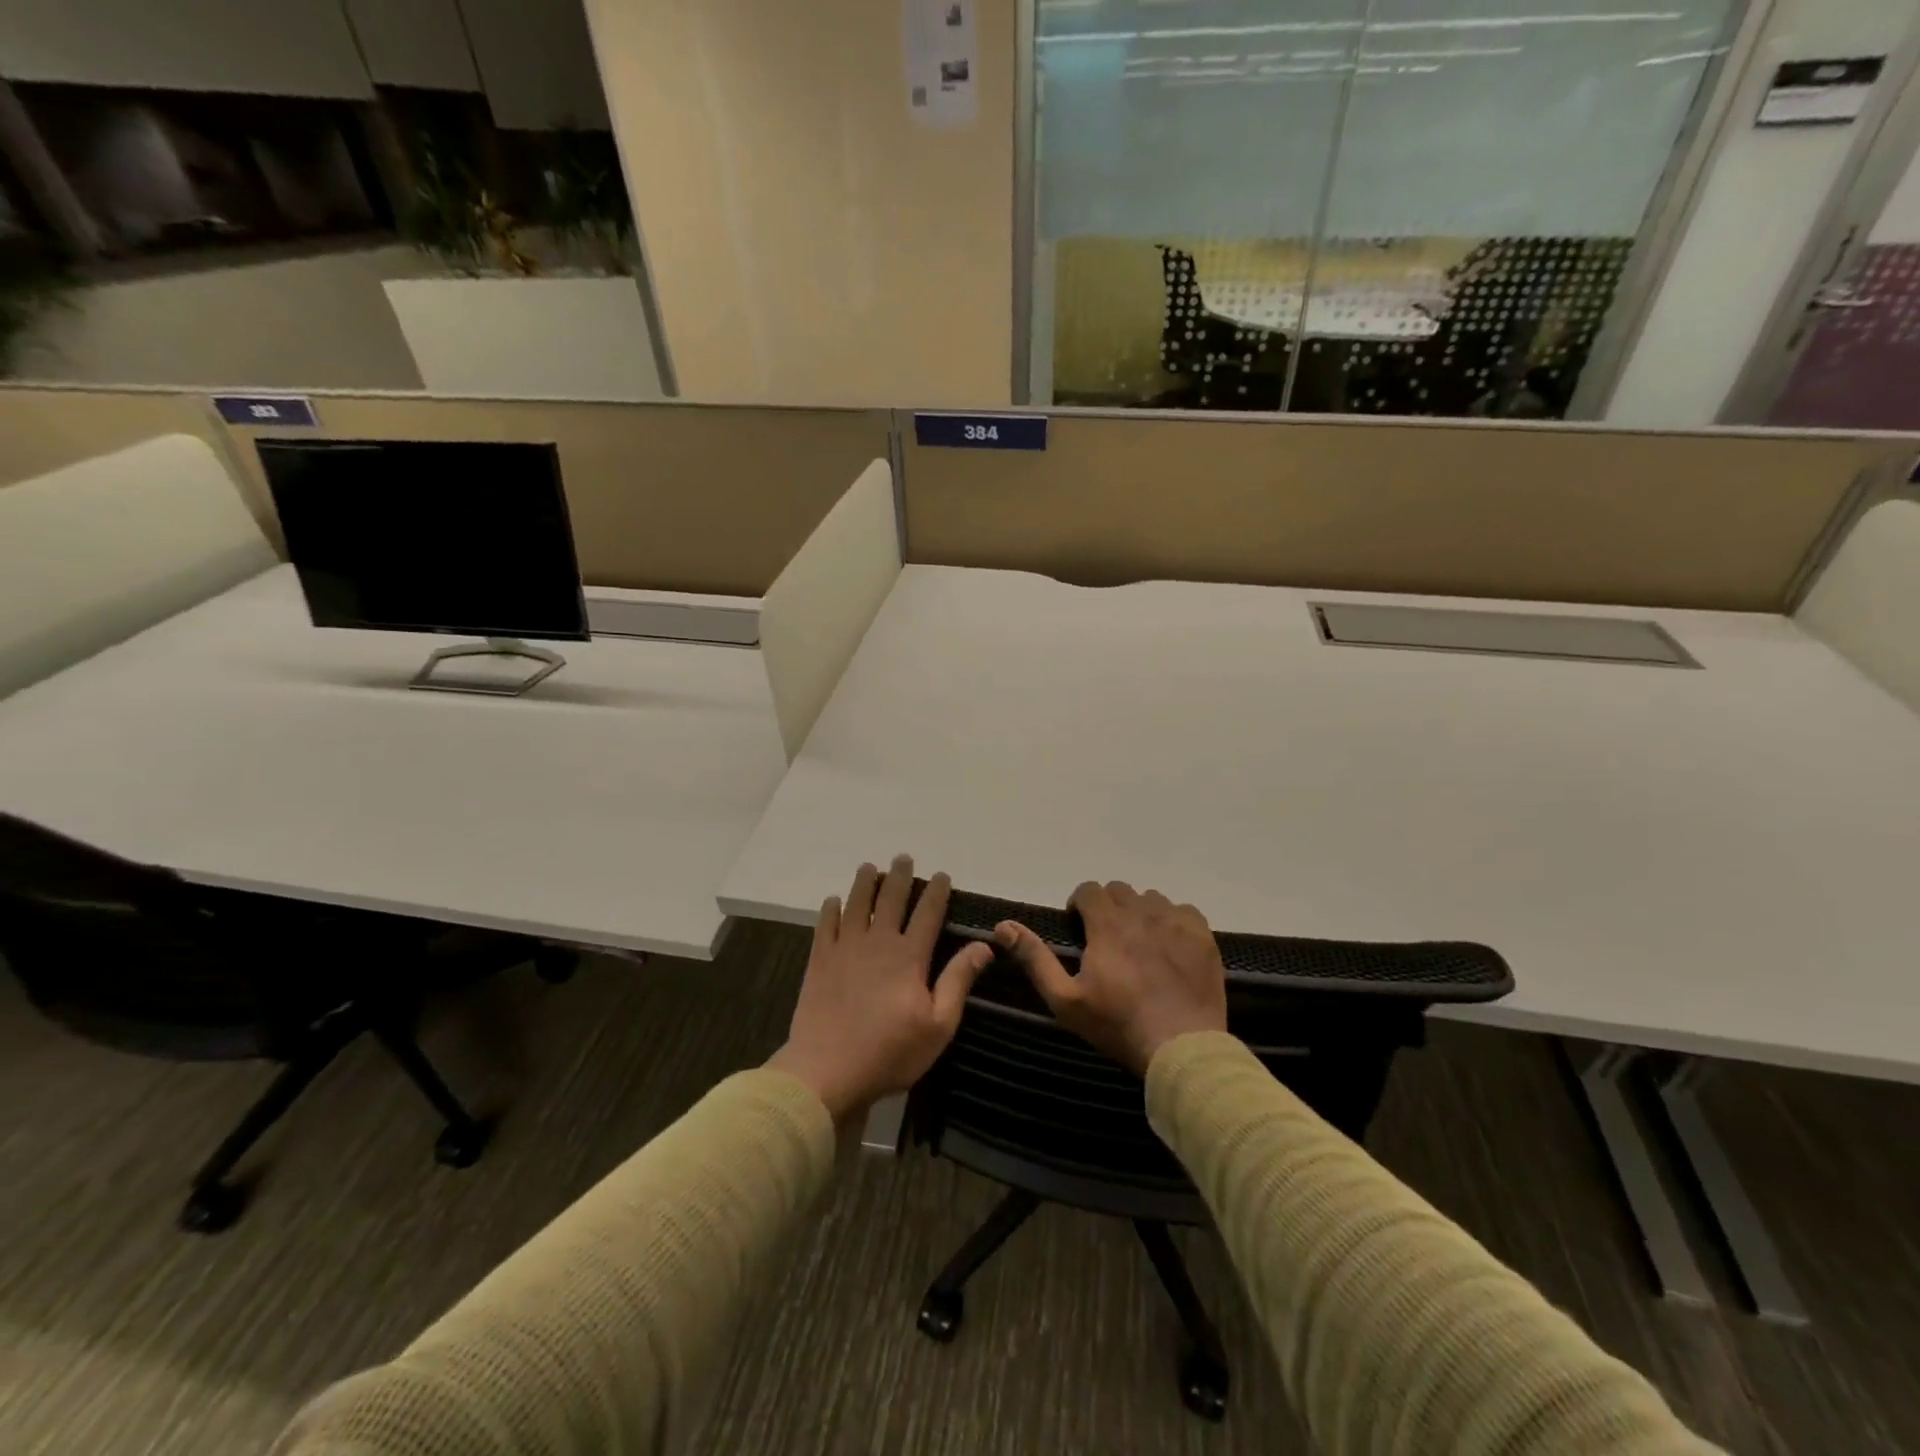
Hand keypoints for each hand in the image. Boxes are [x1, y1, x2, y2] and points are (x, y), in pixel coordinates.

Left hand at [767, 856, 992, 1121]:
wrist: (827, 1071)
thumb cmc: (890, 1052)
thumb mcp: (938, 1025)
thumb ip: (958, 981)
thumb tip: (983, 946)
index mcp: (909, 956)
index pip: (928, 913)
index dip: (936, 891)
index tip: (941, 875)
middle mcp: (878, 942)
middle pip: (890, 898)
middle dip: (899, 876)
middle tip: (903, 858)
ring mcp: (845, 948)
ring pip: (856, 904)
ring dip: (864, 883)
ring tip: (869, 867)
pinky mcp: (820, 961)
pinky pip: (826, 925)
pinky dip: (831, 909)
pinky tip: (834, 901)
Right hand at [995, 880, 1226, 1074]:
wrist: (1182, 1048)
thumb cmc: (1117, 1025)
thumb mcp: (1065, 999)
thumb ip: (1035, 958)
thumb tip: (1003, 926)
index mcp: (1108, 924)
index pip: (1089, 890)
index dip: (1080, 905)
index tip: (1079, 928)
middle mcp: (1142, 912)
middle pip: (1120, 890)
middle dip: (1108, 907)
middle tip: (1107, 938)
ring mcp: (1176, 922)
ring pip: (1151, 899)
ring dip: (1139, 912)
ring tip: (1139, 942)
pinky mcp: (1203, 936)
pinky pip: (1184, 911)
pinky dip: (1172, 920)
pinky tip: (1169, 946)